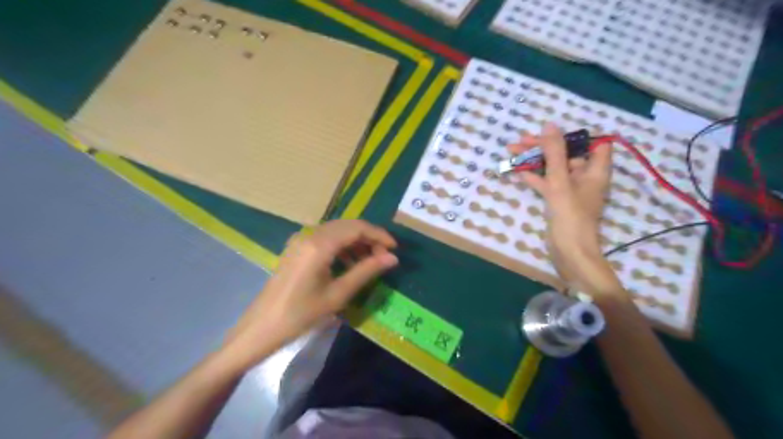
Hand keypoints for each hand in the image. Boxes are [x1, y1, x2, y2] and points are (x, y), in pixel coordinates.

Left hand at [226, 219, 398, 366]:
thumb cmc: (301, 314)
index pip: (356, 228)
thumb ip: (366, 271)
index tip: (395, 248)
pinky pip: (326, 239)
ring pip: (337, 231)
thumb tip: (393, 258)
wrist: (262, 327)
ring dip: (356, 242)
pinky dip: (342, 246)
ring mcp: (301, 239)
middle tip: (385, 256)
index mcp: (319, 244)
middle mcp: (310, 234)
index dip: (379, 235)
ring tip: (370, 262)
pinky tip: (350, 263)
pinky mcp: (297, 247)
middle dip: (369, 238)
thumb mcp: (338, 294)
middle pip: (347, 226)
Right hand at [509, 121, 624, 296]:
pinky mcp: (560, 201)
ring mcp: (572, 190)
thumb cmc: (570, 215)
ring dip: (535, 160)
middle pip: (566, 154)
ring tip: (512, 152)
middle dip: (544, 146)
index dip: (572, 136)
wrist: (569, 252)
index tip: (551, 134)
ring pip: (554, 168)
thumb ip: (555, 153)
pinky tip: (519, 173)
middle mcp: (586, 177)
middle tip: (520, 141)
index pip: (592, 143)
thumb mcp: (560, 181)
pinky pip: (548, 183)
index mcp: (595, 170)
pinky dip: (536, 177)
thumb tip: (550, 124)